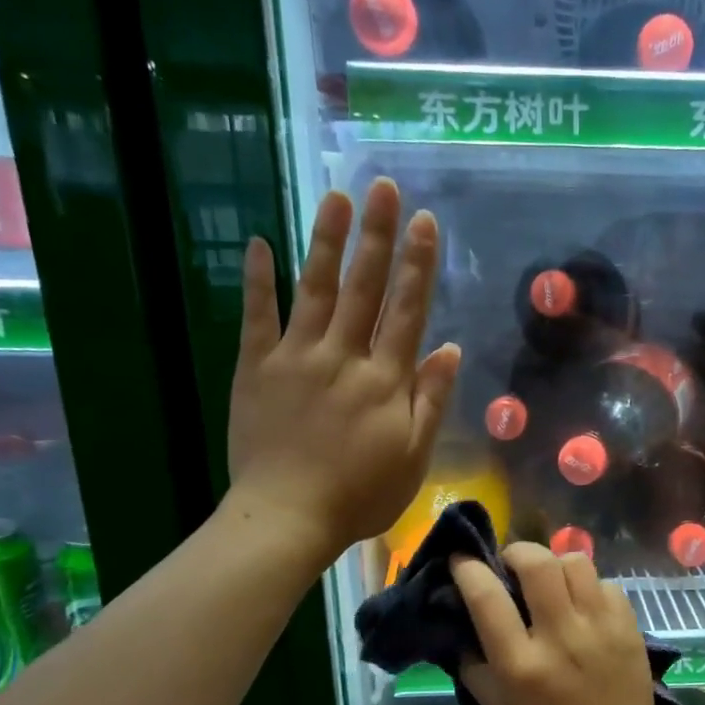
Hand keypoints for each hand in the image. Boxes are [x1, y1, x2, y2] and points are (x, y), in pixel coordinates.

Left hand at [224, 180, 459, 569]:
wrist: (287, 518)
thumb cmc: (360, 496)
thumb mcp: (413, 458)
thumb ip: (430, 401)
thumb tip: (449, 349)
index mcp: (385, 381)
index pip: (406, 311)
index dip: (418, 265)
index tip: (425, 222)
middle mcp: (343, 357)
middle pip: (364, 287)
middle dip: (377, 235)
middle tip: (383, 187)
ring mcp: (295, 358)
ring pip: (315, 289)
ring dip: (328, 241)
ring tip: (337, 196)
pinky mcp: (255, 368)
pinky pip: (256, 316)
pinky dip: (257, 280)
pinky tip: (260, 242)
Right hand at [451, 544, 669, 704]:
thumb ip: (476, 667)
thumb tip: (462, 628)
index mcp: (521, 665)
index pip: (487, 597)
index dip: (468, 568)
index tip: (461, 558)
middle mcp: (561, 637)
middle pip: (537, 563)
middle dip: (517, 552)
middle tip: (511, 565)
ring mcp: (600, 629)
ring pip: (576, 562)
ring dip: (556, 565)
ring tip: (552, 584)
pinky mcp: (629, 629)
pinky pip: (606, 584)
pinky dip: (589, 587)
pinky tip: (584, 607)